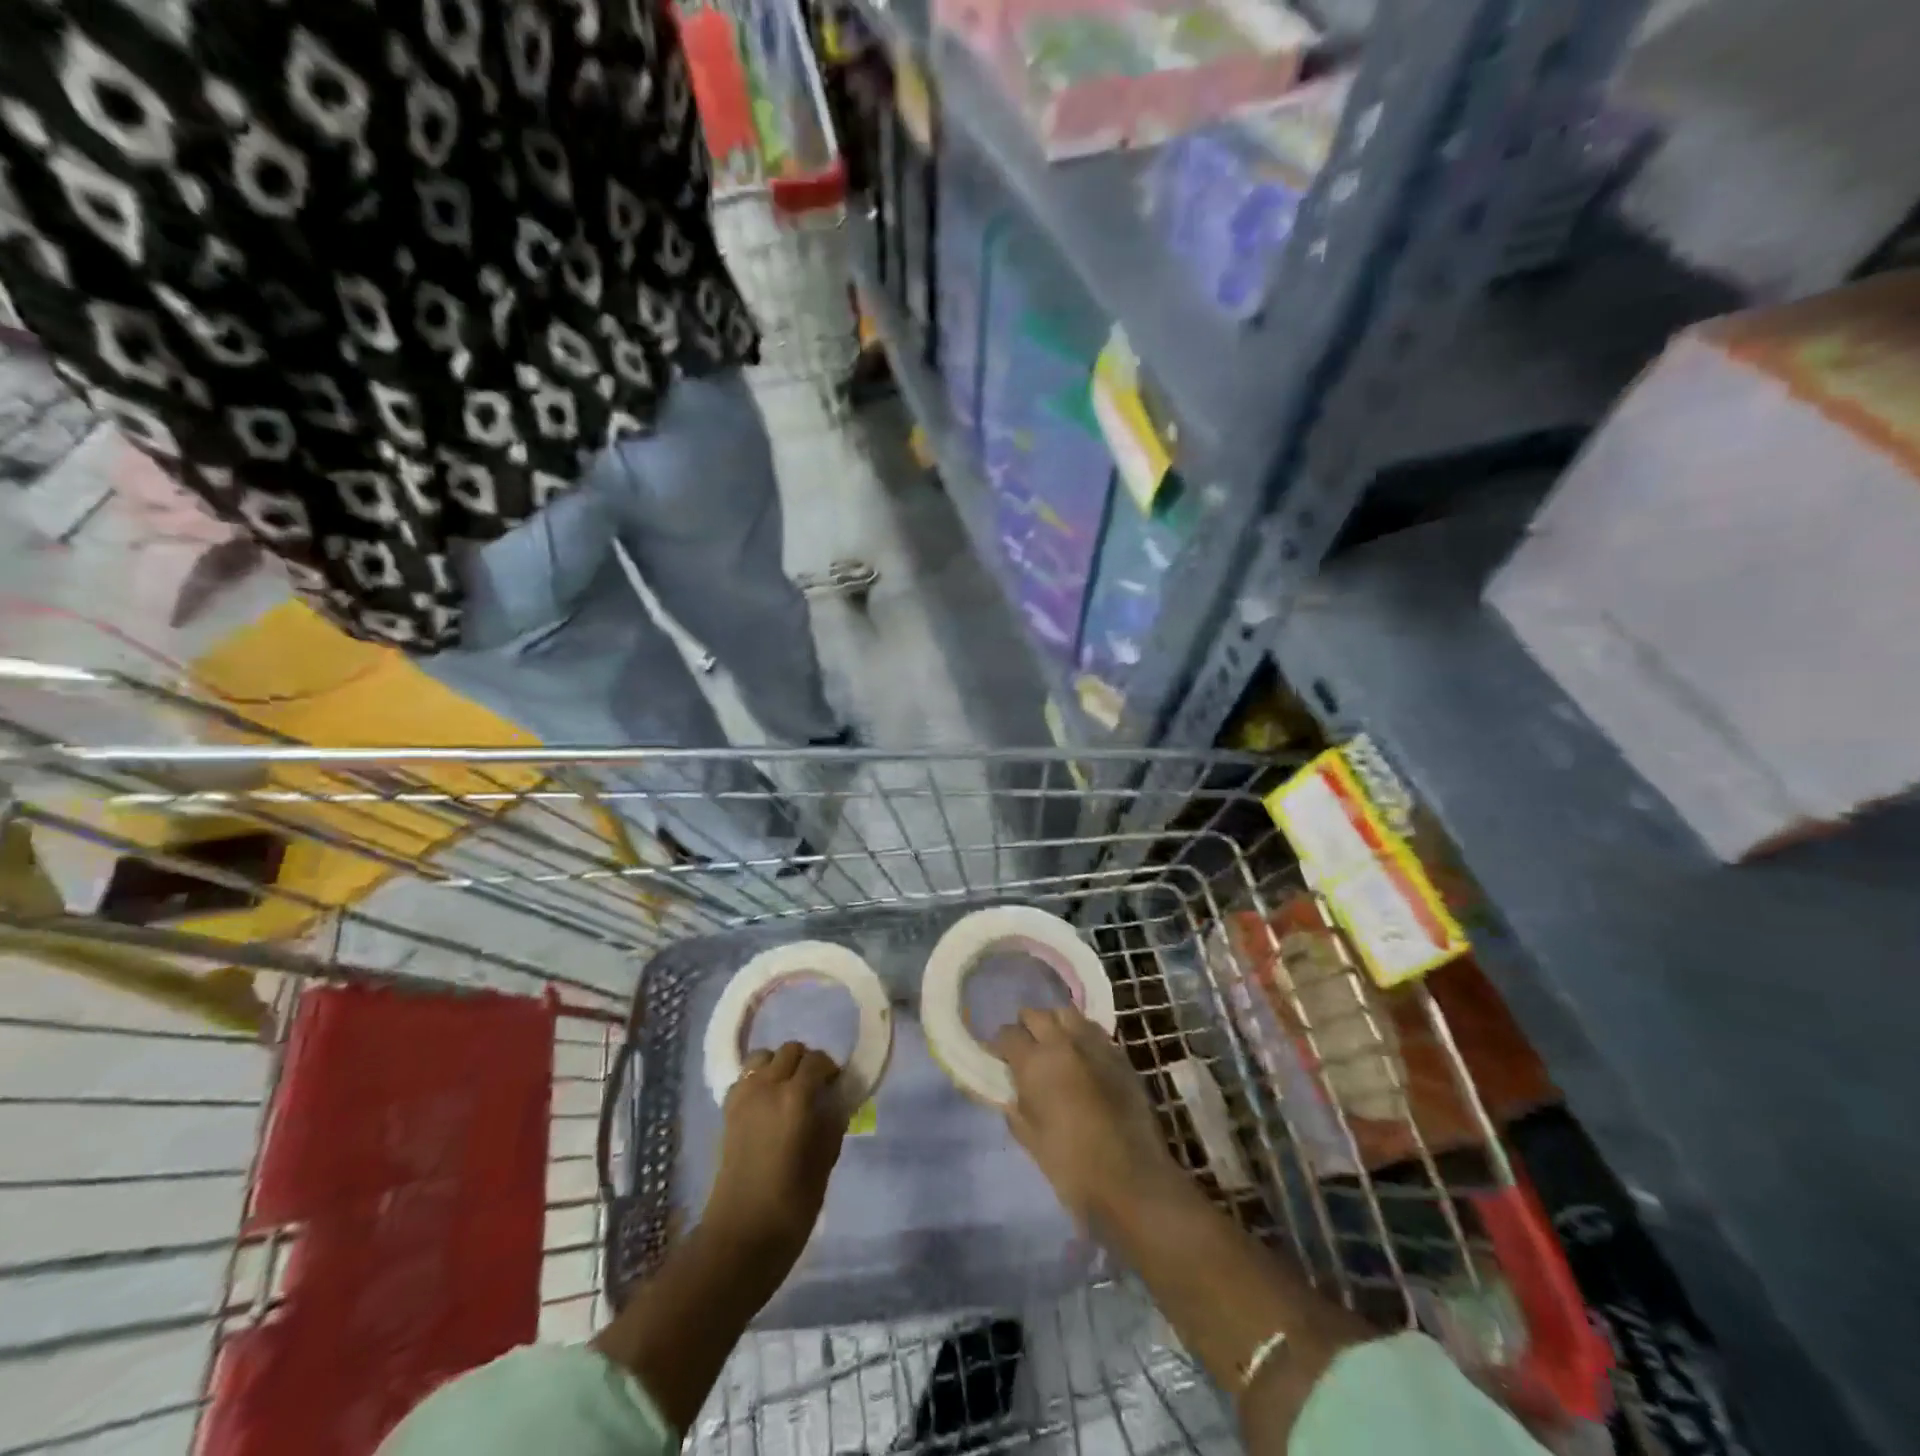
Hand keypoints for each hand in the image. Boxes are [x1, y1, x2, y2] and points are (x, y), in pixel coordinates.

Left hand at [705, 1042, 846, 1269]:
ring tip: (788, 1091)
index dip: (830, 1070)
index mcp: (796, 1097)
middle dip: (806, 1063)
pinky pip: (744, 1078)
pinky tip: (766, 1104)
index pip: (817, 1061)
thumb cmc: (791, 1205)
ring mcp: (743, 1097)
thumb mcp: (824, 1162)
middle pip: (790, 1051)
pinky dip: (757, 1080)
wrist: (740, 1238)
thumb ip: (832, 1124)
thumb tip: (836, 1103)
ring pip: (762, 1057)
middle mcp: (767, 1087)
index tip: (837, 1087)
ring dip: (778, 1065)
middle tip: (815, 1088)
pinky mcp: (727, 1112)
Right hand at [992, 1007, 1180, 1226]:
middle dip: (1026, 1026)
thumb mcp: (1030, 1139)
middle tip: (1025, 1047)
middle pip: (1037, 1014)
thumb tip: (1014, 1092)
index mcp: (1035, 1062)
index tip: (999, 1056)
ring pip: (1067, 1013)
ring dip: (1055, 1023)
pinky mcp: (1119, 1054)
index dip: (1000, 1044)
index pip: (1008, 1034)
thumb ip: (1017, 1108)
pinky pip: (1093, 1030)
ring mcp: (1094, 1044)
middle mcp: (1063, 1043)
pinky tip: (1080, 1056)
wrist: (1131, 1179)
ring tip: (1053, 1044)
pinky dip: (1081, 1035)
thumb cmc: (1071, 1165)